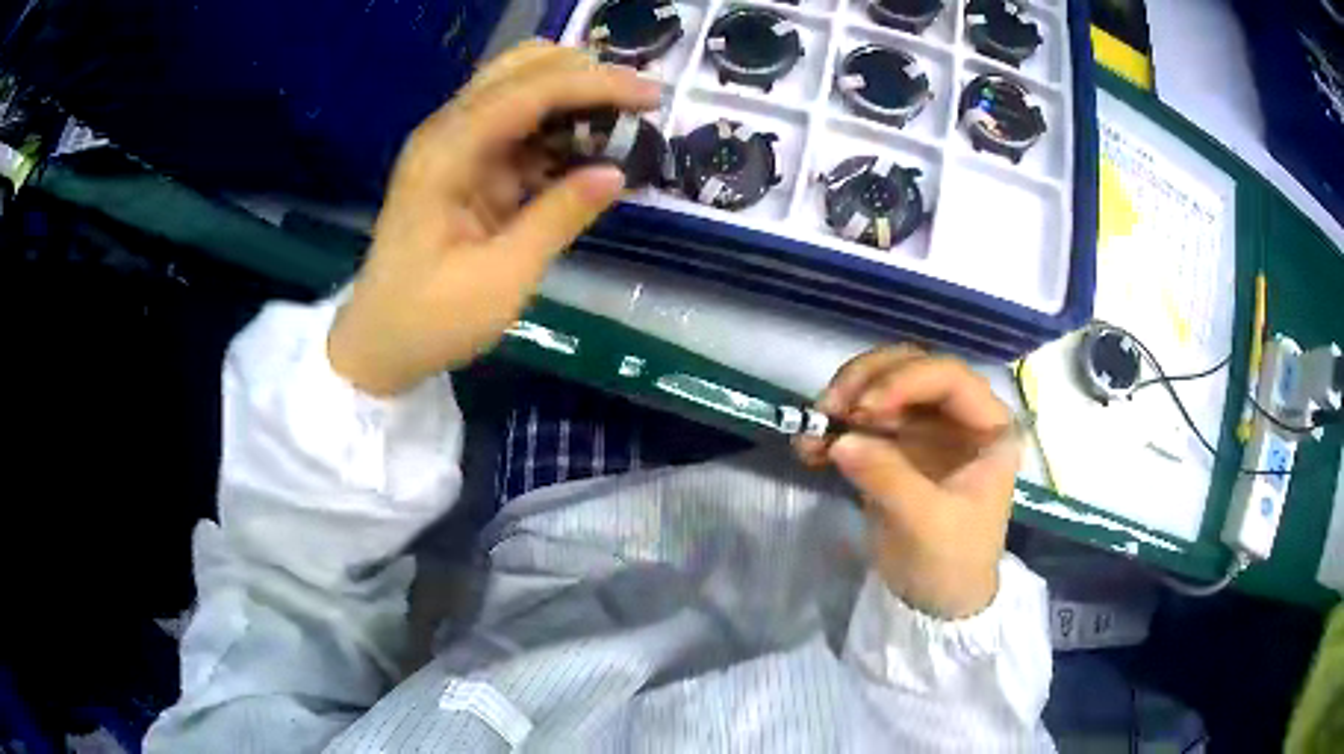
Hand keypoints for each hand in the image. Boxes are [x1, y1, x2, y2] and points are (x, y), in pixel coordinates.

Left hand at [328, 41, 661, 395]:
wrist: (378, 343)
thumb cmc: (430, 319)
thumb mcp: (501, 278)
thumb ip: (558, 218)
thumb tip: (616, 173)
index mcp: (447, 153)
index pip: (528, 92)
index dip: (594, 84)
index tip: (654, 95)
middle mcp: (448, 132)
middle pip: (521, 69)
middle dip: (584, 74)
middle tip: (639, 103)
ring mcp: (454, 145)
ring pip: (522, 89)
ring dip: (573, 96)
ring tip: (624, 123)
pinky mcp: (464, 165)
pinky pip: (518, 126)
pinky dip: (557, 128)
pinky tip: (589, 149)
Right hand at [796, 346, 1021, 618]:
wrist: (935, 603)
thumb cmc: (952, 562)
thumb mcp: (927, 523)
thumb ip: (889, 477)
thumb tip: (840, 441)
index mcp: (987, 426)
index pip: (948, 376)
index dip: (904, 380)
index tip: (864, 411)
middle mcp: (956, 416)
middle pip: (909, 367)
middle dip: (865, 380)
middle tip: (829, 409)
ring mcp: (923, 429)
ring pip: (879, 385)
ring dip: (842, 399)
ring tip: (813, 431)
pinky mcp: (893, 447)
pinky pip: (859, 420)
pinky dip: (832, 427)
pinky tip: (809, 449)